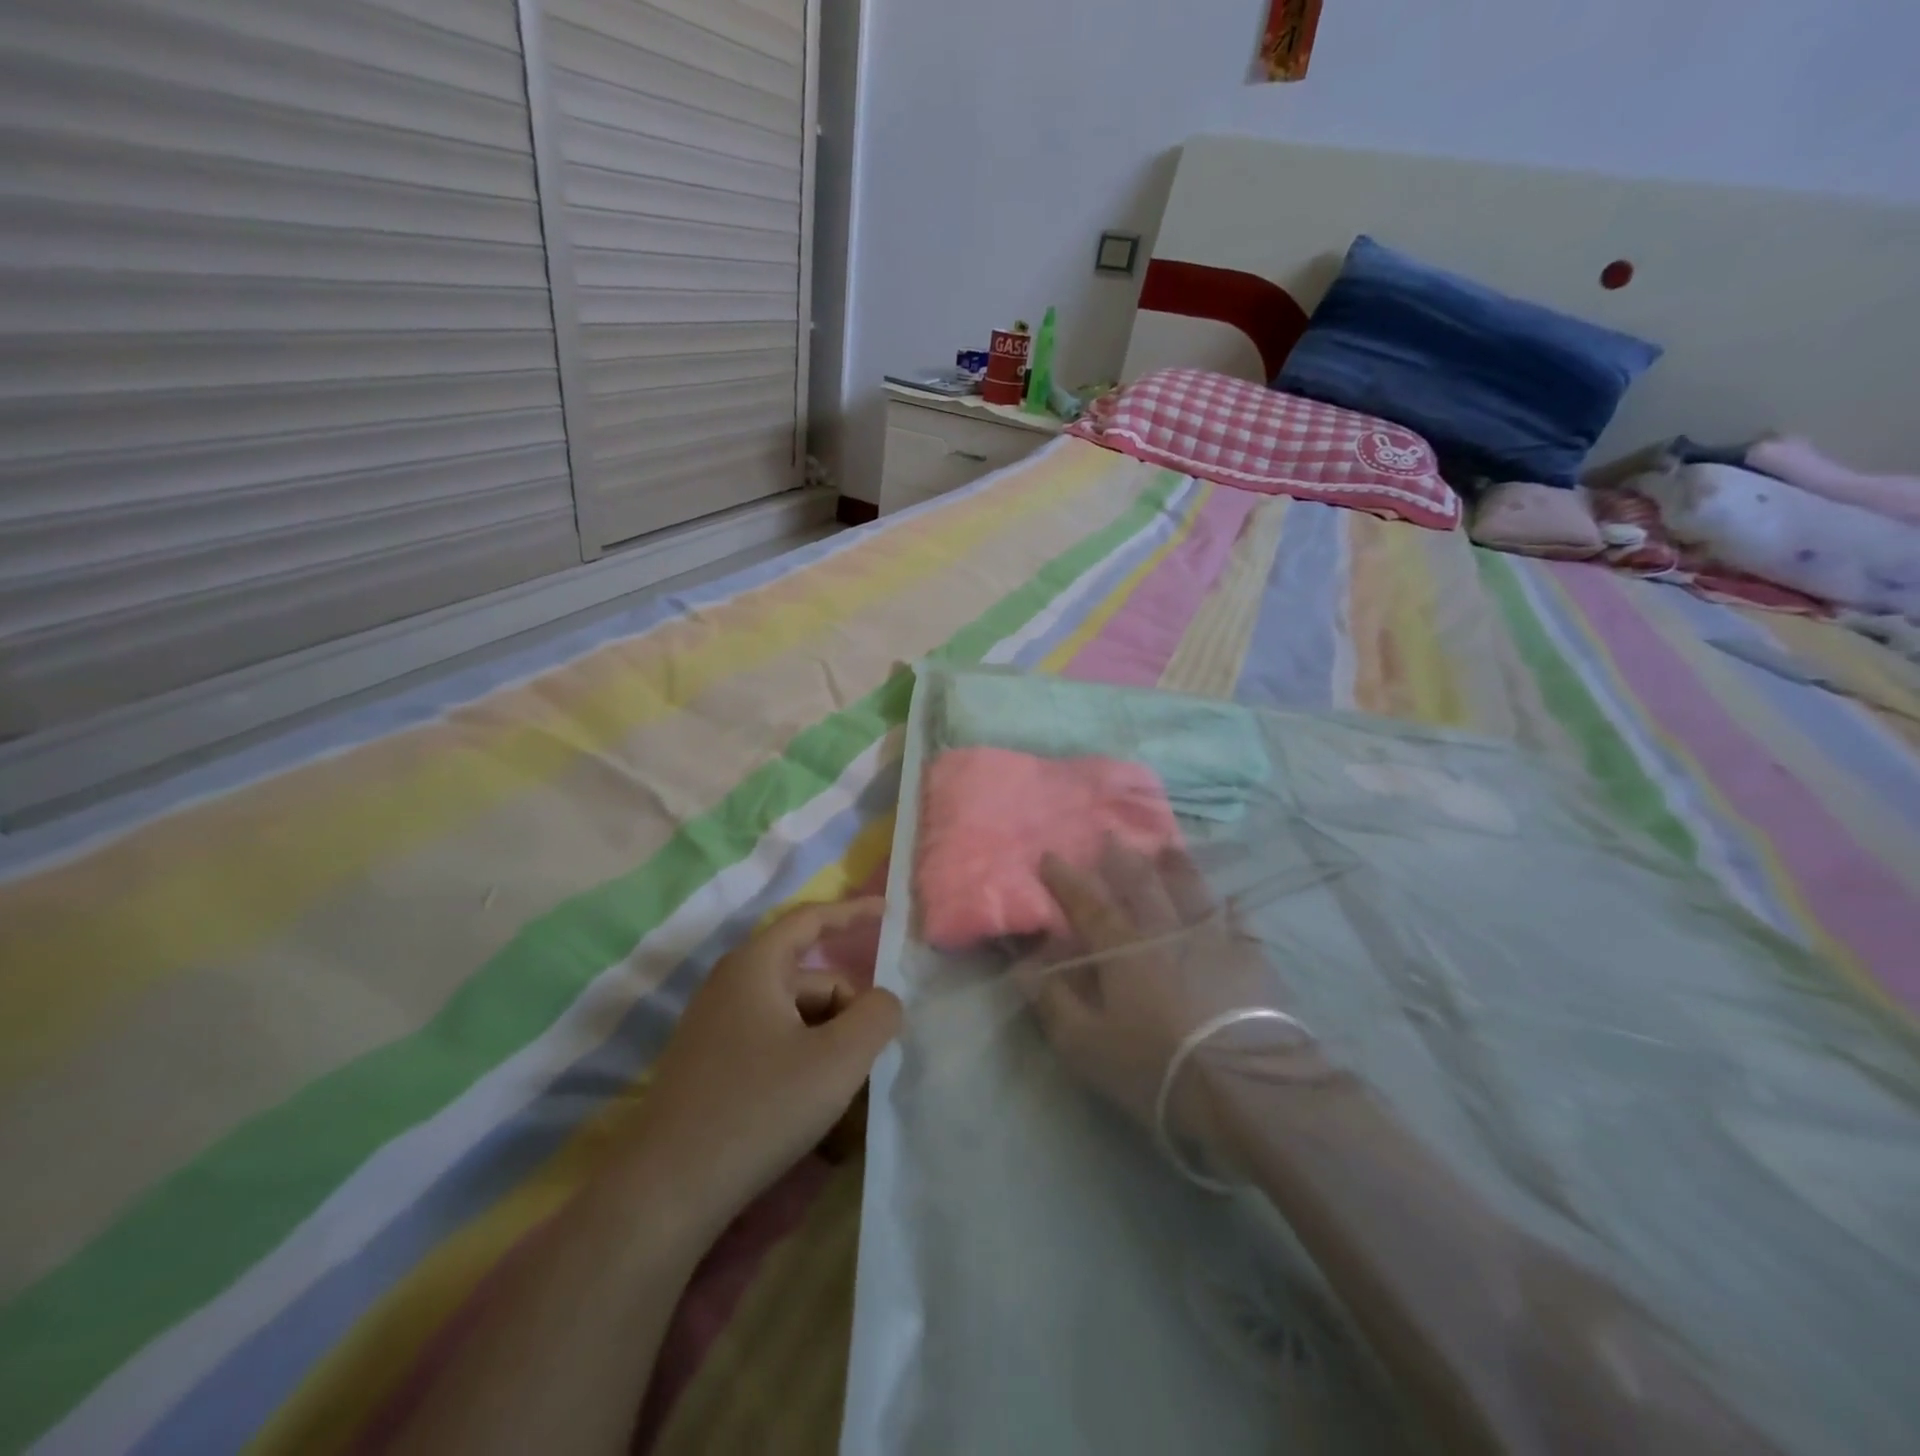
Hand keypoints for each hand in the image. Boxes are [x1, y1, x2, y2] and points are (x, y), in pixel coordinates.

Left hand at [621, 898, 901, 1235]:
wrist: (666, 1194)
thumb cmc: (760, 1108)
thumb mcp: (838, 1060)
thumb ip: (877, 1017)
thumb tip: (885, 1002)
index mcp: (755, 966)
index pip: (811, 920)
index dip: (852, 913)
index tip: (888, 912)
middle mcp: (731, 986)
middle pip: (811, 981)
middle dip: (848, 1012)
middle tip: (873, 1061)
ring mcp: (717, 1029)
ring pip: (795, 1020)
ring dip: (829, 1048)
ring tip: (850, 1100)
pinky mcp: (711, 1067)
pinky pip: (773, 1048)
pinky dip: (804, 1067)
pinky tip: (819, 1116)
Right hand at [1014, 842, 1282, 1149]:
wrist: (1245, 1087)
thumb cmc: (1155, 1065)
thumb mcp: (1085, 1044)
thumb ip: (1053, 1000)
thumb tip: (1023, 964)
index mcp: (1122, 947)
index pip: (1087, 903)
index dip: (1066, 879)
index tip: (1049, 856)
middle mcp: (1165, 930)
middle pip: (1141, 883)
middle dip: (1121, 858)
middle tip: (1110, 836)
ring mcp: (1212, 938)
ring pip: (1190, 889)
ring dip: (1175, 866)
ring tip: (1167, 847)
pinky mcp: (1251, 957)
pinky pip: (1238, 919)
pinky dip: (1229, 905)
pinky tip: (1229, 898)